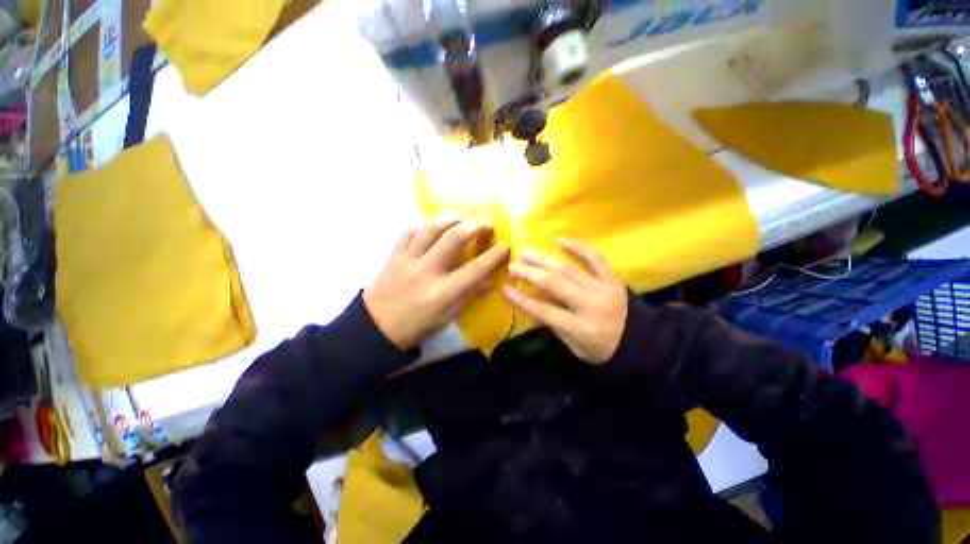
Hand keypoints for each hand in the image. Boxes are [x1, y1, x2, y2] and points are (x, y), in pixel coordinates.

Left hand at [364, 218, 509, 350]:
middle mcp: (427, 272)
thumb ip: (468, 295)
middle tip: (488, 223)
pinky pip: (408, 232)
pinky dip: (423, 225)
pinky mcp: (393, 256)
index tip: (506, 245)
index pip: (476, 268)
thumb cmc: (417, 326)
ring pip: (430, 228)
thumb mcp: (448, 317)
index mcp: (443, 293)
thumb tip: (489, 279)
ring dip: (450, 219)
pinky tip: (432, 226)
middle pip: (454, 238)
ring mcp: (407, 260)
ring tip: (462, 218)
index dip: (494, 255)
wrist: (376, 329)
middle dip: (475, 225)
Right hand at [503, 239, 626, 364]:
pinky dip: (578, 247)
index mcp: (580, 327)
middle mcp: (590, 305)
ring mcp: (602, 288)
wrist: (641, 342)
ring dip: (544, 260)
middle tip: (512, 265)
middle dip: (530, 273)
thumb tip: (533, 303)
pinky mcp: (612, 278)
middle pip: (554, 285)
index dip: (522, 299)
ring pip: (568, 269)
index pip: (544, 311)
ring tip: (526, 253)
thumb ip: (555, 325)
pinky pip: (595, 258)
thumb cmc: (603, 349)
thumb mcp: (575, 347)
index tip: (505, 288)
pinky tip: (560, 240)